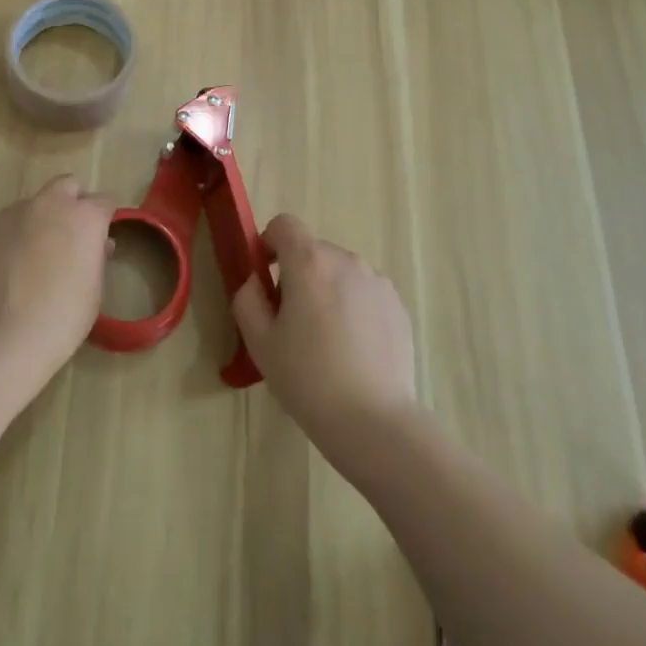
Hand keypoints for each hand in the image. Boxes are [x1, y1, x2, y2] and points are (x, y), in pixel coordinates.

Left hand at [0, 175, 114, 401]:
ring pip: (34, 204)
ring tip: (36, 257)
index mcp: (83, 216)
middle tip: (72, 236)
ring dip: (41, 220)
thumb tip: (98, 245)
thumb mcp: (93, 291)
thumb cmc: (59, 320)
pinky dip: (15, 237)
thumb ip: (96, 258)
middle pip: (67, 185)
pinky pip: (8, 225)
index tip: (103, 237)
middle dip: (73, 202)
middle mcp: (49, 204)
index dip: (106, 218)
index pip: (105, 201)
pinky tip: (10, 269)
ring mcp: (12, 214)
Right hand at [230, 215, 418, 462]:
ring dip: (327, 290)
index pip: (285, 224)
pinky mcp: (397, 305)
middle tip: (292, 322)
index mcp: (309, 262)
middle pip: (313, 251)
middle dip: (298, 274)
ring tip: (327, 340)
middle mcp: (346, 260)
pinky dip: (354, 307)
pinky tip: (354, 350)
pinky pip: (365, 292)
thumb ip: (248, 299)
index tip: (267, 276)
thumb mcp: (259, 341)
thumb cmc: (307, 378)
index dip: (270, 243)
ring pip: (340, 272)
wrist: (372, 420)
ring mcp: (377, 281)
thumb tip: (257, 281)